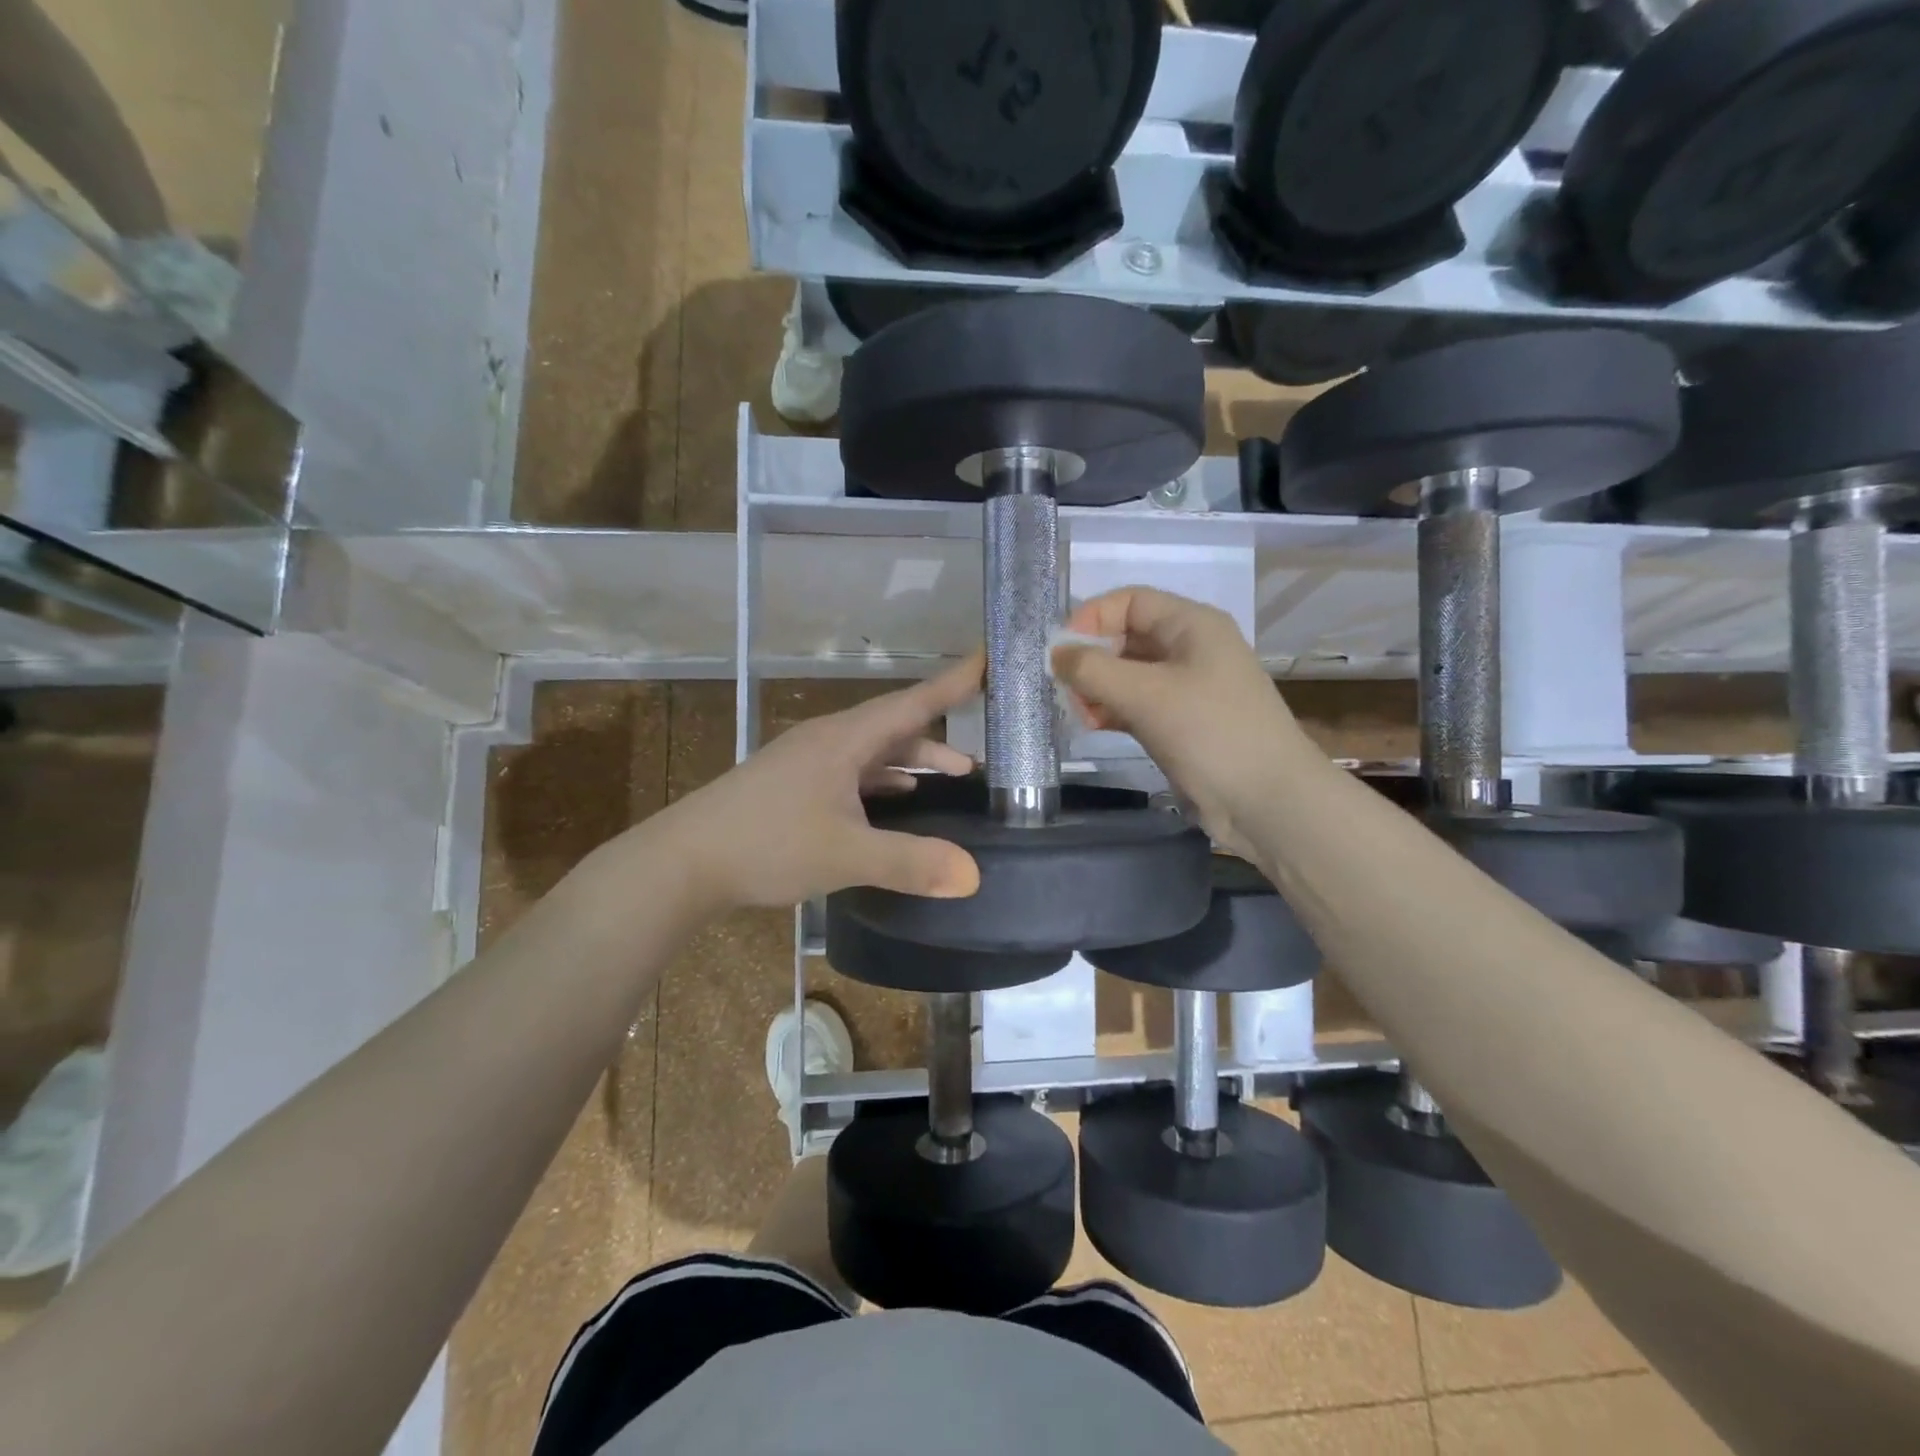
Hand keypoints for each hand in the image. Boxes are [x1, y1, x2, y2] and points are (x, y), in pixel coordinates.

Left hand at [655, 655, 986, 910]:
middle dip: (938, 738)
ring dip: (911, 761)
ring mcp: (806, 762)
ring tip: (951, 777)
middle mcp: (827, 741)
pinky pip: (851, 772)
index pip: (912, 702)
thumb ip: (910, 862)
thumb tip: (972, 875)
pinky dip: (881, 780)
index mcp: (844, 740)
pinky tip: (893, 799)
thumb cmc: (767, 844)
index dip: (953, 683)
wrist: (682, 861)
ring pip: (872, 751)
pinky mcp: (792, 785)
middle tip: (979, 756)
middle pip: (894, 726)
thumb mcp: (846, 855)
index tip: (986, 660)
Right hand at [1052, 588, 1304, 856]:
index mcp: (1193, 625)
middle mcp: (1190, 649)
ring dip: (1098, 688)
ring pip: (1129, 674)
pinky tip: (1094, 725)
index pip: (1131, 602)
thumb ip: (1093, 670)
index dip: (1092, 618)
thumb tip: (1055, 654)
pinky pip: (1137, 705)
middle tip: (1066, 688)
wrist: (1268, 802)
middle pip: (1127, 637)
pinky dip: (1112, 710)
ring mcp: (1187, 689)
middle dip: (1092, 658)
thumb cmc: (1211, 733)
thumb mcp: (1146, 695)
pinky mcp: (1181, 724)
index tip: (1061, 652)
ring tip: (1080, 712)